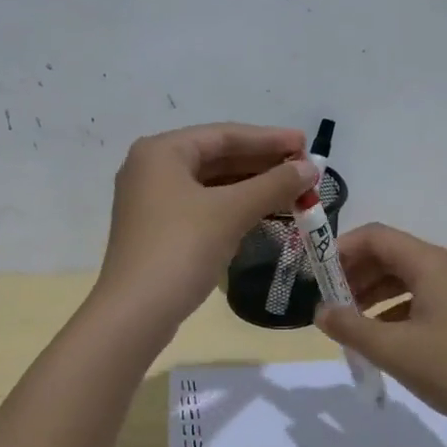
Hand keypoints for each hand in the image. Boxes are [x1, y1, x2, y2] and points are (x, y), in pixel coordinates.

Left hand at [96, 123, 317, 330]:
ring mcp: (152, 201)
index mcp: (161, 151)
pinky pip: (203, 206)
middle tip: (304, 169)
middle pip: (217, 157)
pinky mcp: (158, 229)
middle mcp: (151, 168)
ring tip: (292, 191)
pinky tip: (262, 212)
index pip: (224, 135)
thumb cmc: (181, 248)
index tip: (306, 143)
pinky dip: (234, 207)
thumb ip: (273, 185)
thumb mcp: (231, 212)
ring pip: (211, 184)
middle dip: (262, 163)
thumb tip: (311, 168)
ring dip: (251, 187)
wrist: (136, 312)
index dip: (269, 139)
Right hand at [313, 223, 446, 439]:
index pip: (376, 236)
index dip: (341, 249)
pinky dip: (397, 309)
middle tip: (330, 303)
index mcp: (431, 263)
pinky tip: (383, 337)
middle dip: (355, 274)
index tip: (316, 275)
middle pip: (392, 254)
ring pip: (407, 277)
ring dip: (374, 293)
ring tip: (350, 323)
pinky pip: (424, 296)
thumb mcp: (393, 350)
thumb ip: (349, 327)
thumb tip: (320, 311)